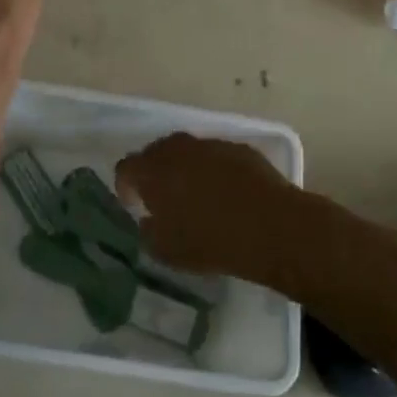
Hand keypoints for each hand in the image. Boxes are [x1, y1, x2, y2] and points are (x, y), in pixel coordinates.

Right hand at [115, 133, 303, 285]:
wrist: (270, 226)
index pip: (125, 168)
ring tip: (195, 195)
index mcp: (153, 170)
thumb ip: (149, 232)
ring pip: (187, 151)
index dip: (125, 186)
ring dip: (184, 169)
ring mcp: (210, 144)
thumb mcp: (167, 251)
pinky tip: (225, 193)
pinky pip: (215, 156)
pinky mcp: (238, 148)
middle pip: (155, 153)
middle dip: (154, 173)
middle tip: (162, 198)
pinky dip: (213, 169)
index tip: (134, 205)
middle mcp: (178, 148)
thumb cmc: (211, 242)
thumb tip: (149, 219)